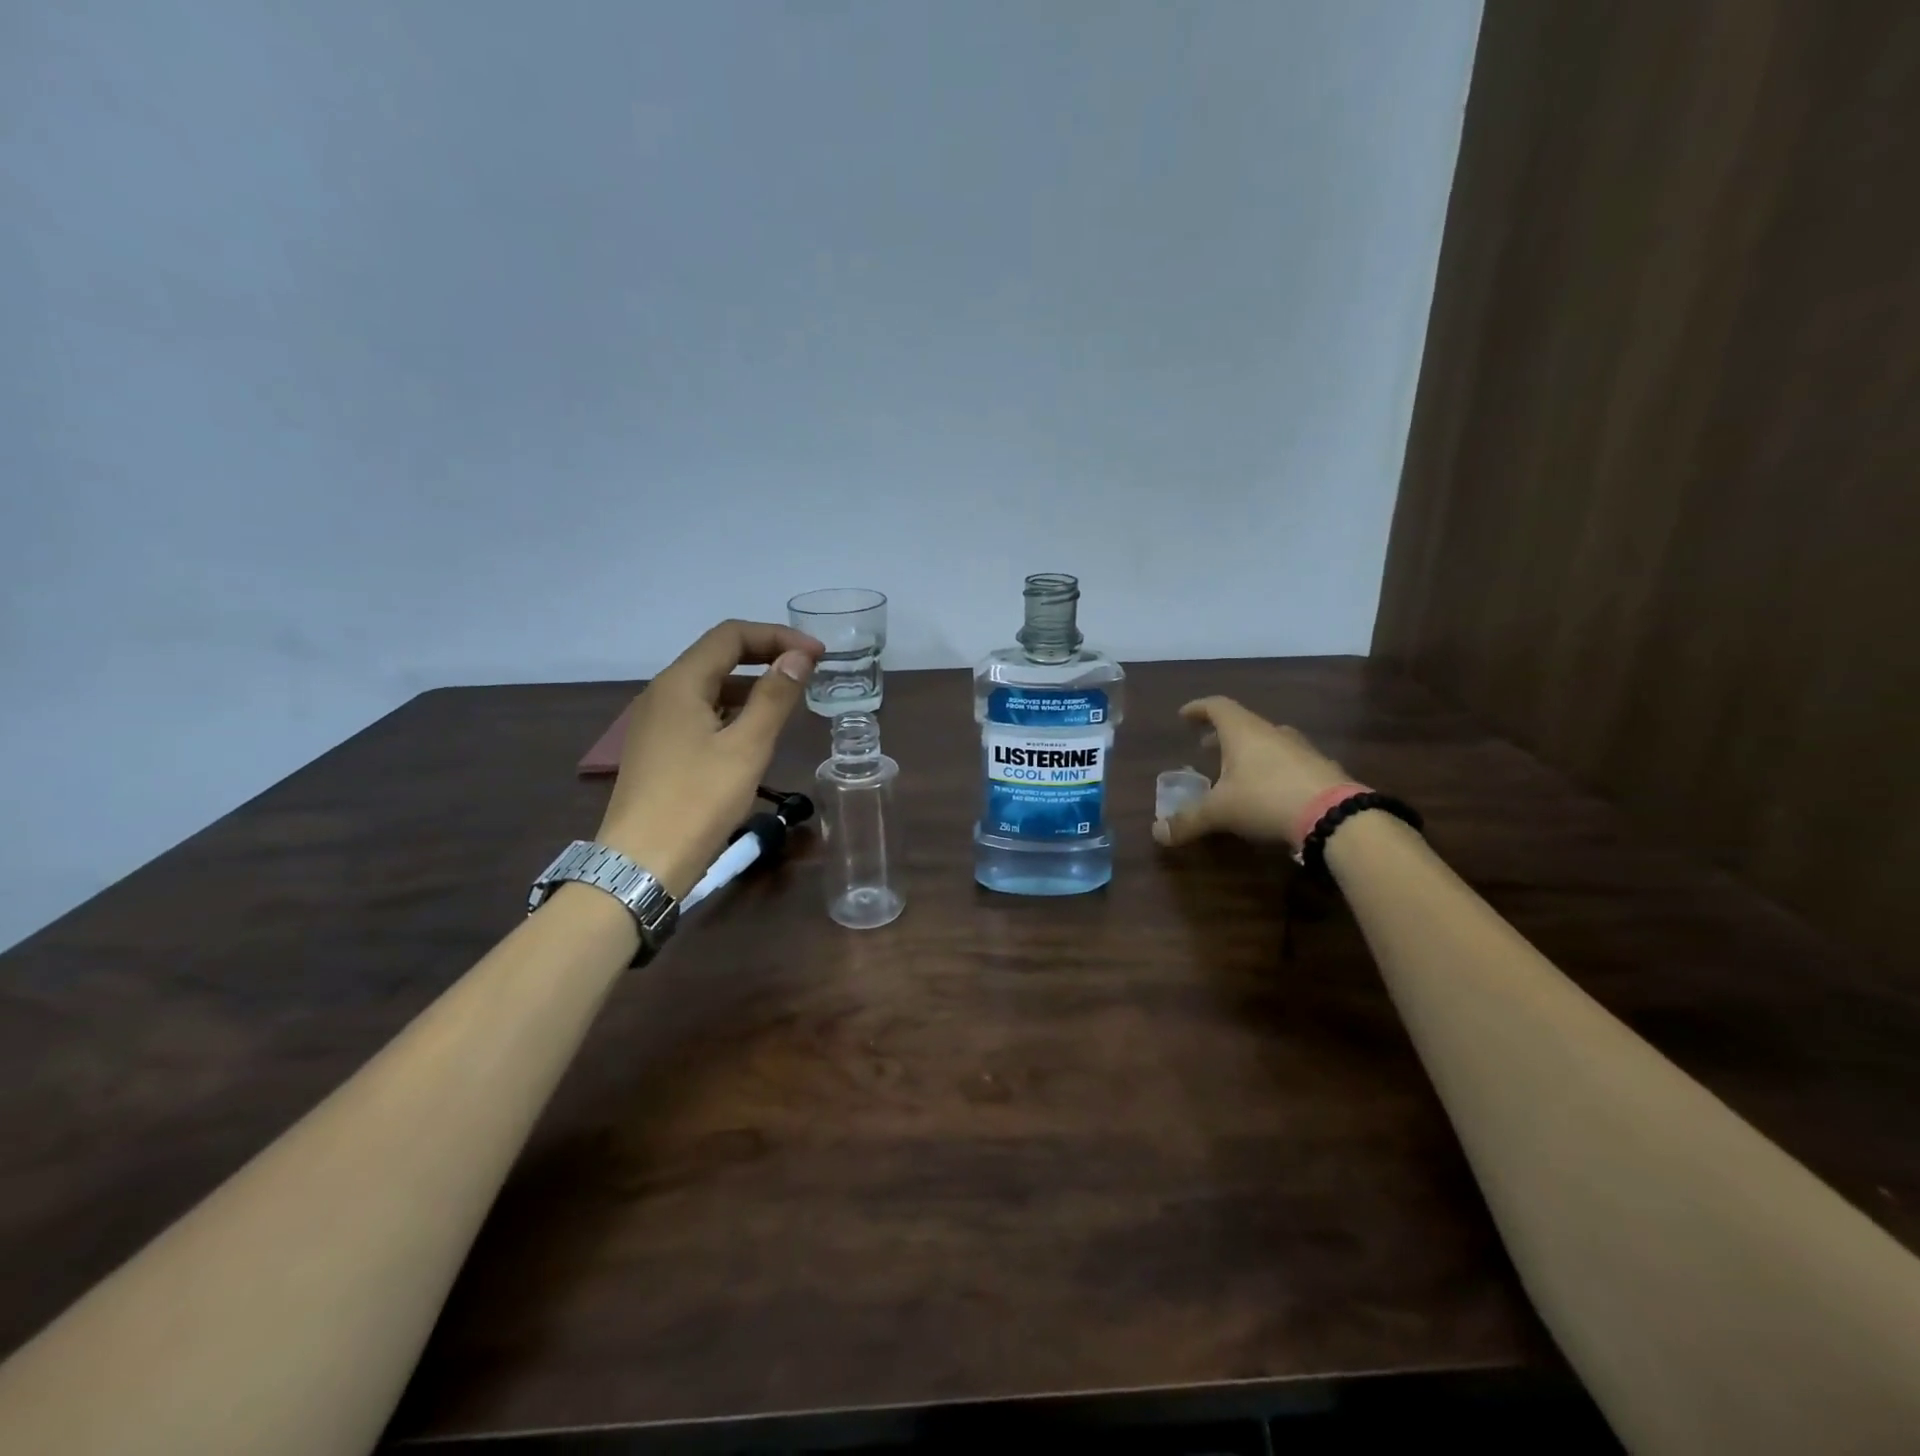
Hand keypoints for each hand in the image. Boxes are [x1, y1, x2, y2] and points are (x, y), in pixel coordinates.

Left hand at [595, 620, 823, 897]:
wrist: (642, 863)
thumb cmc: (699, 801)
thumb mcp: (747, 747)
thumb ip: (774, 696)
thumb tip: (798, 656)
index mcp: (680, 683)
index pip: (731, 635)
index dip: (777, 636)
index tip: (817, 654)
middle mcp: (662, 693)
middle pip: (718, 655)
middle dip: (765, 655)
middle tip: (808, 669)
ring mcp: (657, 722)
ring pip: (710, 686)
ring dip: (751, 683)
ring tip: (789, 699)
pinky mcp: (659, 748)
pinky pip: (700, 712)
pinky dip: (733, 709)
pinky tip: (755, 731)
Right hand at [1153, 697, 1351, 850]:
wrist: (1334, 815)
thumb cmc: (1266, 799)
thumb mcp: (1220, 812)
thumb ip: (1188, 820)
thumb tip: (1158, 832)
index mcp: (1243, 731)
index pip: (1216, 706)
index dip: (1198, 709)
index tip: (1184, 715)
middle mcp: (1272, 732)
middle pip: (1242, 724)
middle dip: (1220, 735)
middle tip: (1205, 748)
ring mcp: (1301, 749)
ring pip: (1268, 742)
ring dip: (1248, 752)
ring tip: (1236, 771)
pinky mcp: (1321, 769)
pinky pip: (1288, 762)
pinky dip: (1272, 769)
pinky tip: (1270, 791)